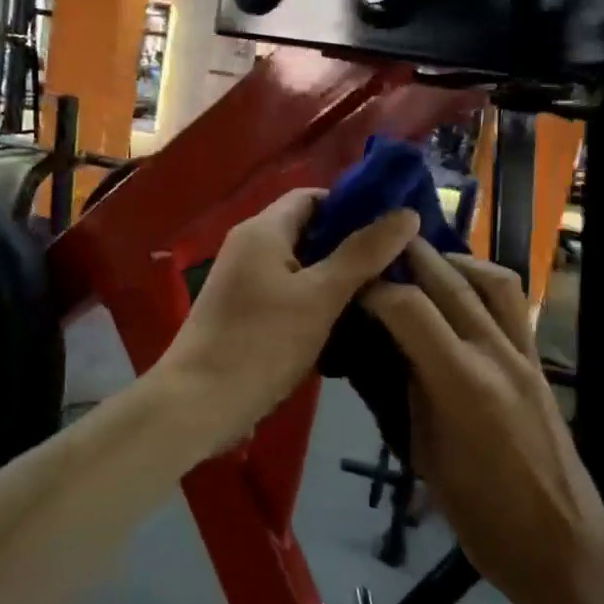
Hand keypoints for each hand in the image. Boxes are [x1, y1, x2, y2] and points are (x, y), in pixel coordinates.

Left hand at [158, 189, 418, 452]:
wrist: (197, 405)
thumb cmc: (260, 344)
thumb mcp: (320, 297)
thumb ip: (363, 254)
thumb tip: (406, 213)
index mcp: (262, 230)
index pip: (313, 197)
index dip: (353, 206)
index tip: (393, 229)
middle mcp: (249, 248)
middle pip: (309, 232)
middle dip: (352, 246)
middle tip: (398, 265)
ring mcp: (244, 283)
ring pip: (301, 268)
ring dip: (338, 279)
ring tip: (385, 294)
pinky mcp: (245, 315)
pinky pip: (289, 296)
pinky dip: (317, 303)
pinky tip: (349, 324)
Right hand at [363, 242, 603, 603]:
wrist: (562, 546)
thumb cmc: (482, 516)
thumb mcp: (425, 456)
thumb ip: (410, 393)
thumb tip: (392, 351)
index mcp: (461, 383)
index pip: (409, 308)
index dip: (374, 289)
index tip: (349, 285)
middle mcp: (496, 355)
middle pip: (450, 281)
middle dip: (410, 256)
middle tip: (377, 246)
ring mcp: (525, 356)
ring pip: (493, 280)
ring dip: (454, 261)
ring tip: (423, 263)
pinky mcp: (540, 364)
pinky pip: (514, 306)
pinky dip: (483, 285)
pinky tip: (461, 296)